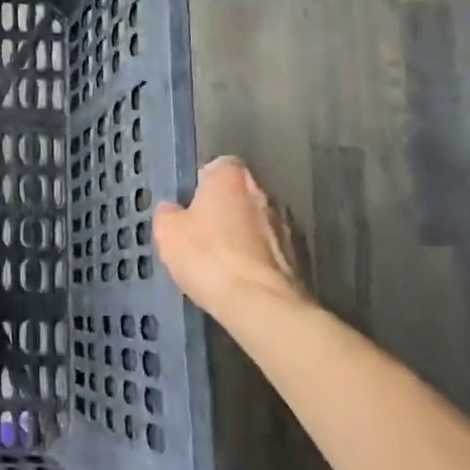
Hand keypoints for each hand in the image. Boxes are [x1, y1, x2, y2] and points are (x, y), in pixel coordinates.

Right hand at [153, 156, 310, 321]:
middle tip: (204, 236)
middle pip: (240, 194)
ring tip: (225, 262)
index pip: (218, 166)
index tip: (191, 208)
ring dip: (245, 235)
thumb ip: (169, 213)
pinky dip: (260, 258)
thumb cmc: (208, 257)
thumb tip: (174, 209)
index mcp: (231, 177)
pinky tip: (244, 278)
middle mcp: (264, 191)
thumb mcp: (168, 233)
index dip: (203, 185)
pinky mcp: (301, 255)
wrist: (260, 303)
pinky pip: (273, 249)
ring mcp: (288, 223)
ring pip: (259, 222)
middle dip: (225, 210)